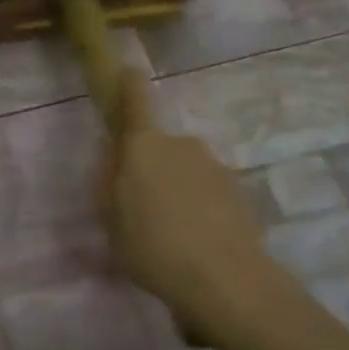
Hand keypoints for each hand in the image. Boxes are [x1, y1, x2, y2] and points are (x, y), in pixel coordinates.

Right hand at [97, 68, 278, 344]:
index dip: (129, 84)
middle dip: (149, 169)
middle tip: (139, 210)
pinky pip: (208, 194)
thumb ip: (109, 185)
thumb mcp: (110, 220)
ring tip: (171, 238)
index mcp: (144, 147)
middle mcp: (182, 145)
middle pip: (159, 148)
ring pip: (185, 172)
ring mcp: (215, 167)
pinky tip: (196, 245)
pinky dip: (200, 210)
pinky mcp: (239, 193)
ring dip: (177, 192)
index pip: (135, 101)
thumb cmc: (151, 247)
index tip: (128, 69)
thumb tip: (116, 162)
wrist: (223, 280)